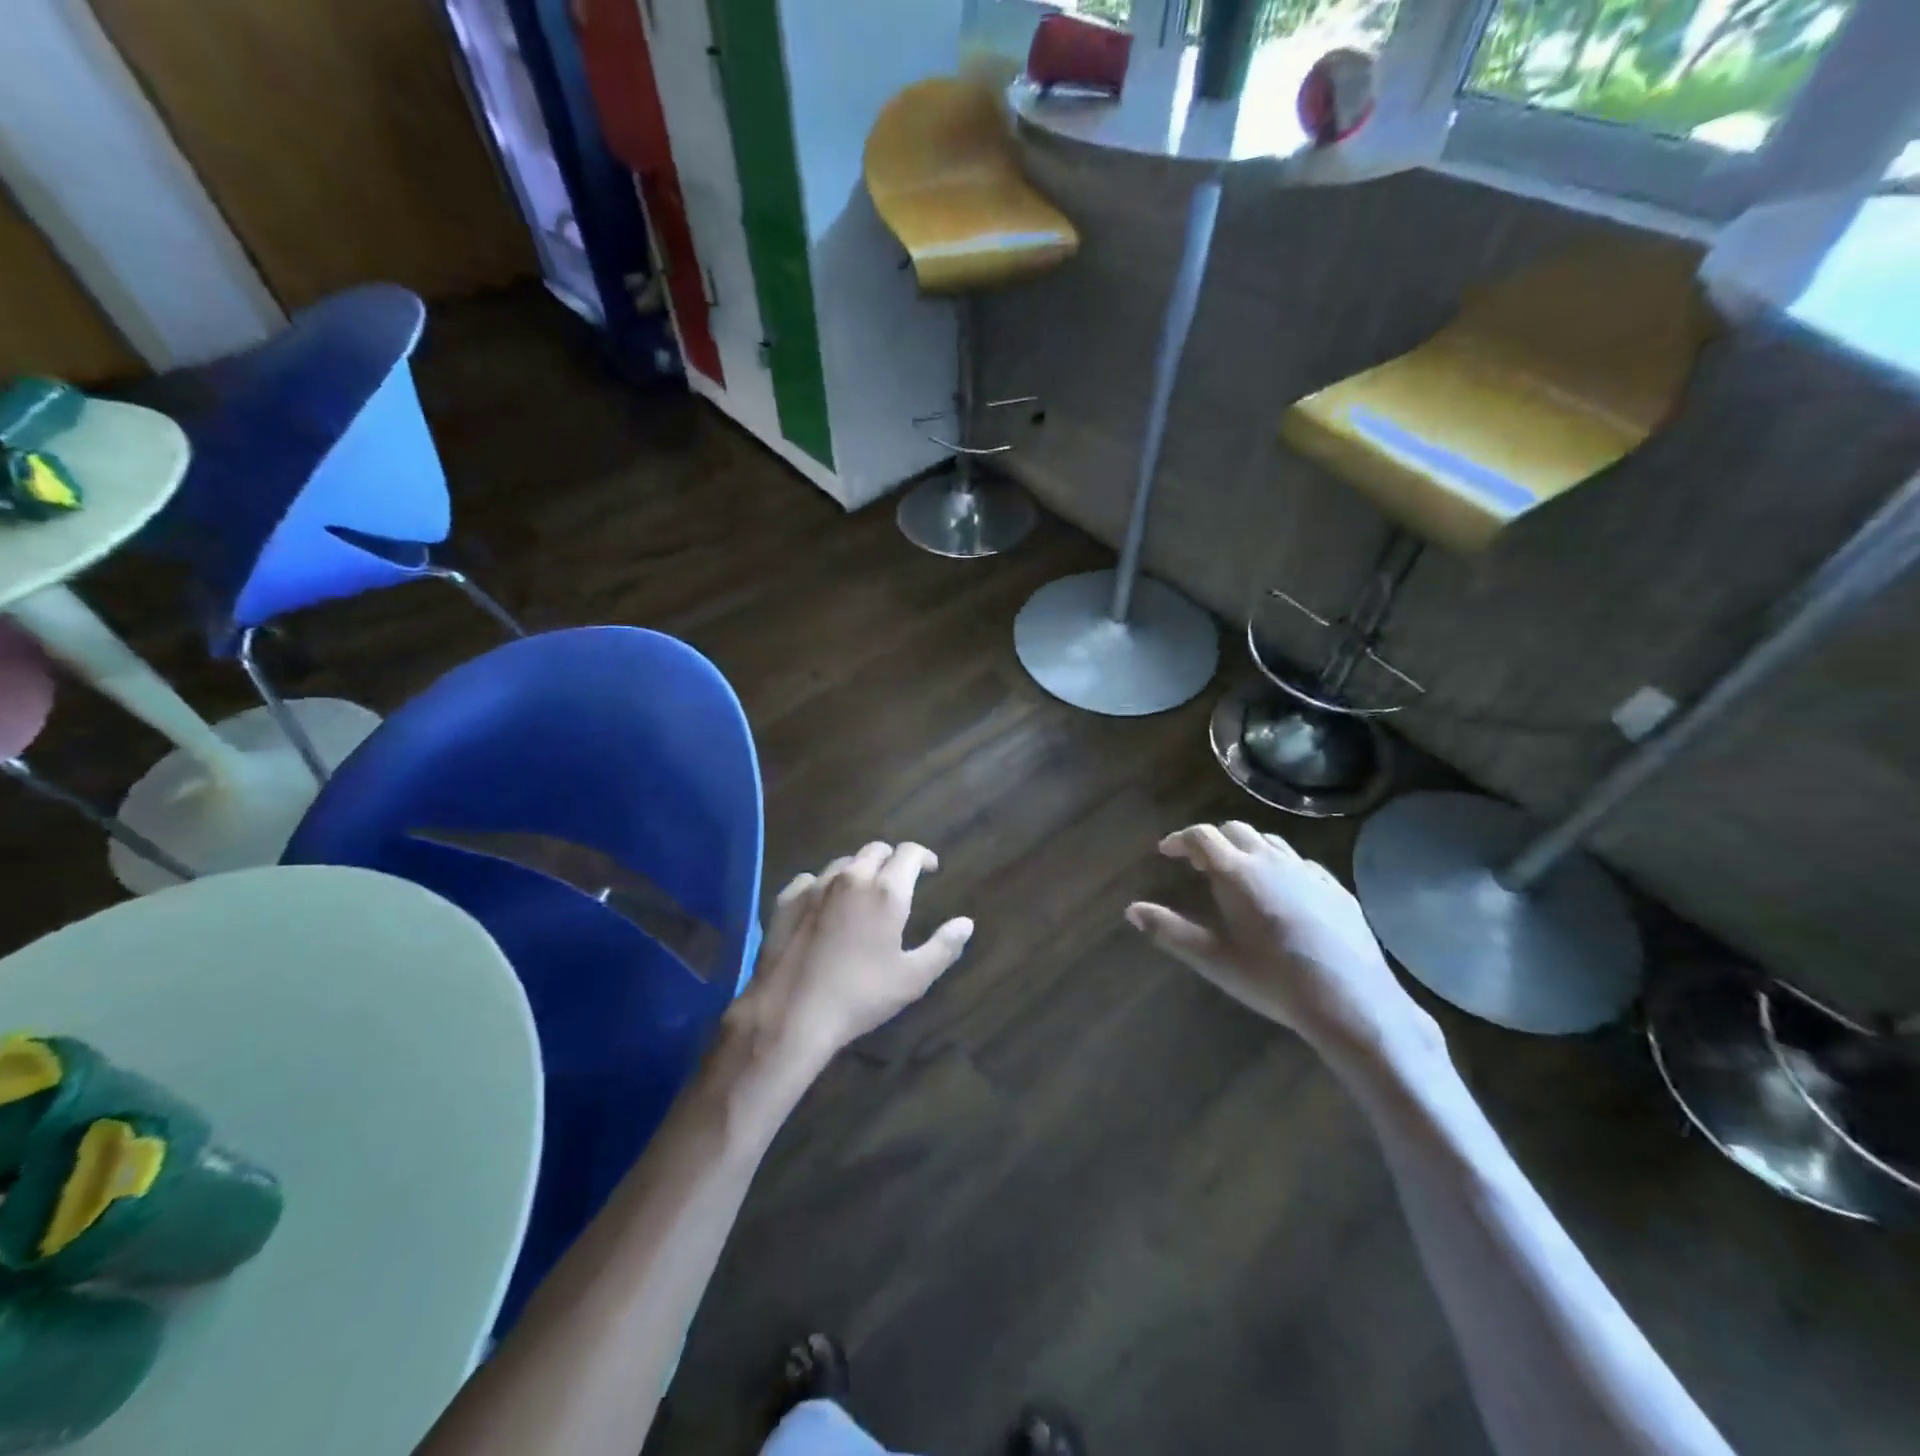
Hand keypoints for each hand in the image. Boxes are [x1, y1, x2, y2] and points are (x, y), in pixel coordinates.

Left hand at [729, 842, 973, 1068]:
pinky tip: (824, 904)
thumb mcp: (913, 978)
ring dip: (858, 870)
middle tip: (898, 881)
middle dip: (891, 860)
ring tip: (862, 893)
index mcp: (886, 891)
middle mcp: (852, 877)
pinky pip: (810, 879)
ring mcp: (815, 886)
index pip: (909, 852)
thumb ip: (944, 947)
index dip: (923, 856)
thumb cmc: (860, 996)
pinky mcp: (786, 900)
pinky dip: (824, 885)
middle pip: (875, 850)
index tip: (930, 869)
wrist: (791, 1014)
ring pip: (843, 862)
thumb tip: (966, 923)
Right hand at [1126, 822, 1442, 1064]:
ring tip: (1237, 871)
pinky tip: (1282, 890)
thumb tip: (1131, 910)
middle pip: (1236, 830)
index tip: (1166, 851)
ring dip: (1247, 847)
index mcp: (1237, 873)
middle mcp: (1272, 861)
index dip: (1180, 839)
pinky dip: (1280, 864)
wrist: (1351, 1002)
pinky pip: (1301, 862)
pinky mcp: (1336, 889)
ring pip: (1270, 841)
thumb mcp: (1213, 960)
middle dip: (1212, 839)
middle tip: (1198, 862)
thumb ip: (1169, 931)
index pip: (1202, 836)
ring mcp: (1308, 872)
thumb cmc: (1273, 980)